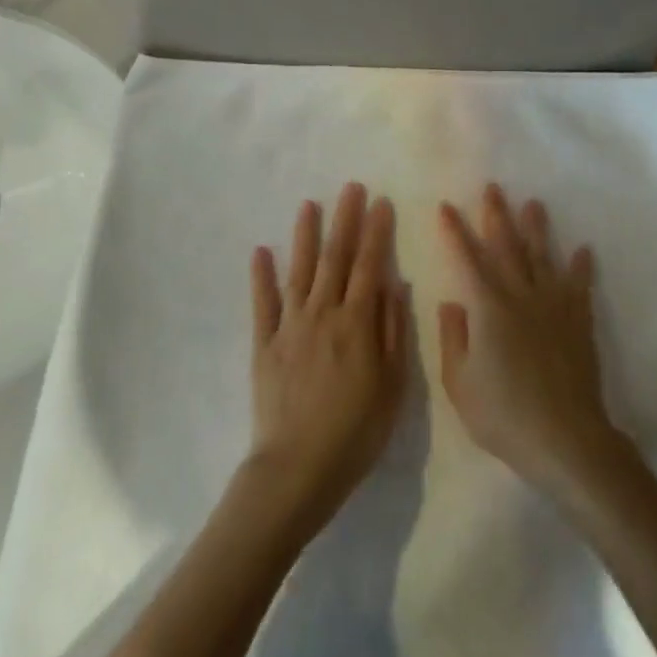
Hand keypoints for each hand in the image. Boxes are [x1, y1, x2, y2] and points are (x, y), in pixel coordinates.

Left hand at [249, 182, 407, 524]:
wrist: (297, 469)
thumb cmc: (356, 432)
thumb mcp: (392, 386)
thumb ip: (393, 332)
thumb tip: (395, 284)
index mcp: (356, 323)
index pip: (370, 266)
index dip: (376, 232)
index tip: (381, 202)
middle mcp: (323, 314)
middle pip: (336, 258)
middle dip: (345, 220)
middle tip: (351, 188)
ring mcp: (289, 327)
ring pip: (300, 271)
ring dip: (305, 236)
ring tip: (309, 205)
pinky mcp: (264, 344)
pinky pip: (262, 304)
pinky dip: (262, 276)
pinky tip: (261, 251)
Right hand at [437, 184, 619, 490]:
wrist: (565, 438)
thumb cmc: (504, 416)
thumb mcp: (460, 384)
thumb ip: (453, 339)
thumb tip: (451, 302)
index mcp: (488, 308)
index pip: (467, 259)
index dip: (454, 232)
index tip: (446, 207)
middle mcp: (521, 295)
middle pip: (507, 246)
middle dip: (496, 215)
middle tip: (492, 188)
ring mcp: (554, 306)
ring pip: (543, 256)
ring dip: (537, 228)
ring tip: (533, 203)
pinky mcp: (579, 321)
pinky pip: (580, 286)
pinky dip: (581, 266)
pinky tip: (583, 249)